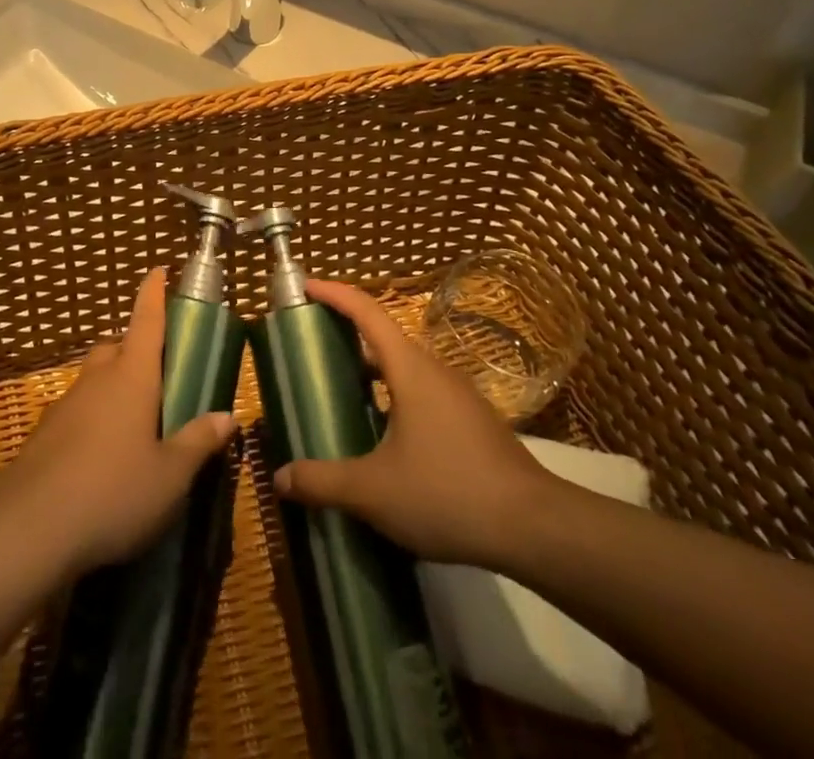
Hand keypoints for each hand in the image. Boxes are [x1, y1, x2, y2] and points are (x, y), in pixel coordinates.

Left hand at [0, 270, 235, 582]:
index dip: (153, 293)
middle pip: (116, 346)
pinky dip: (92, 417)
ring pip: (94, 378)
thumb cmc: (113, 492)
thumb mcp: (170, 476)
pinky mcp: (44, 434)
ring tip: (134, 419)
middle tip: (157, 371)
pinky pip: (76, 410)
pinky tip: (100, 455)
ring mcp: (66, 404)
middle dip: (134, 347)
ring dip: (113, 385)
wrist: (27, 530)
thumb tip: (227, 416)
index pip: (146, 320)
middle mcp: (97, 379)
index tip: (158, 269)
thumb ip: (198, 442)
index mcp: (132, 377)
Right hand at [274, 280, 554, 568]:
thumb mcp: (374, 491)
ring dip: (371, 374)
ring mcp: (458, 396)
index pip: (366, 311)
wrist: (534, 526)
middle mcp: (434, 370)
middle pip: (383, 339)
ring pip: (404, 370)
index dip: (334, 293)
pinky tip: (383, 439)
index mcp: (409, 368)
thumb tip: (279, 478)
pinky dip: (393, 399)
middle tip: (312, 351)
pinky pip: (422, 394)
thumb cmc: (448, 492)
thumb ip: (323, 482)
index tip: (305, 287)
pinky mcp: (472, 423)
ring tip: (340, 395)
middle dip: (346, 337)